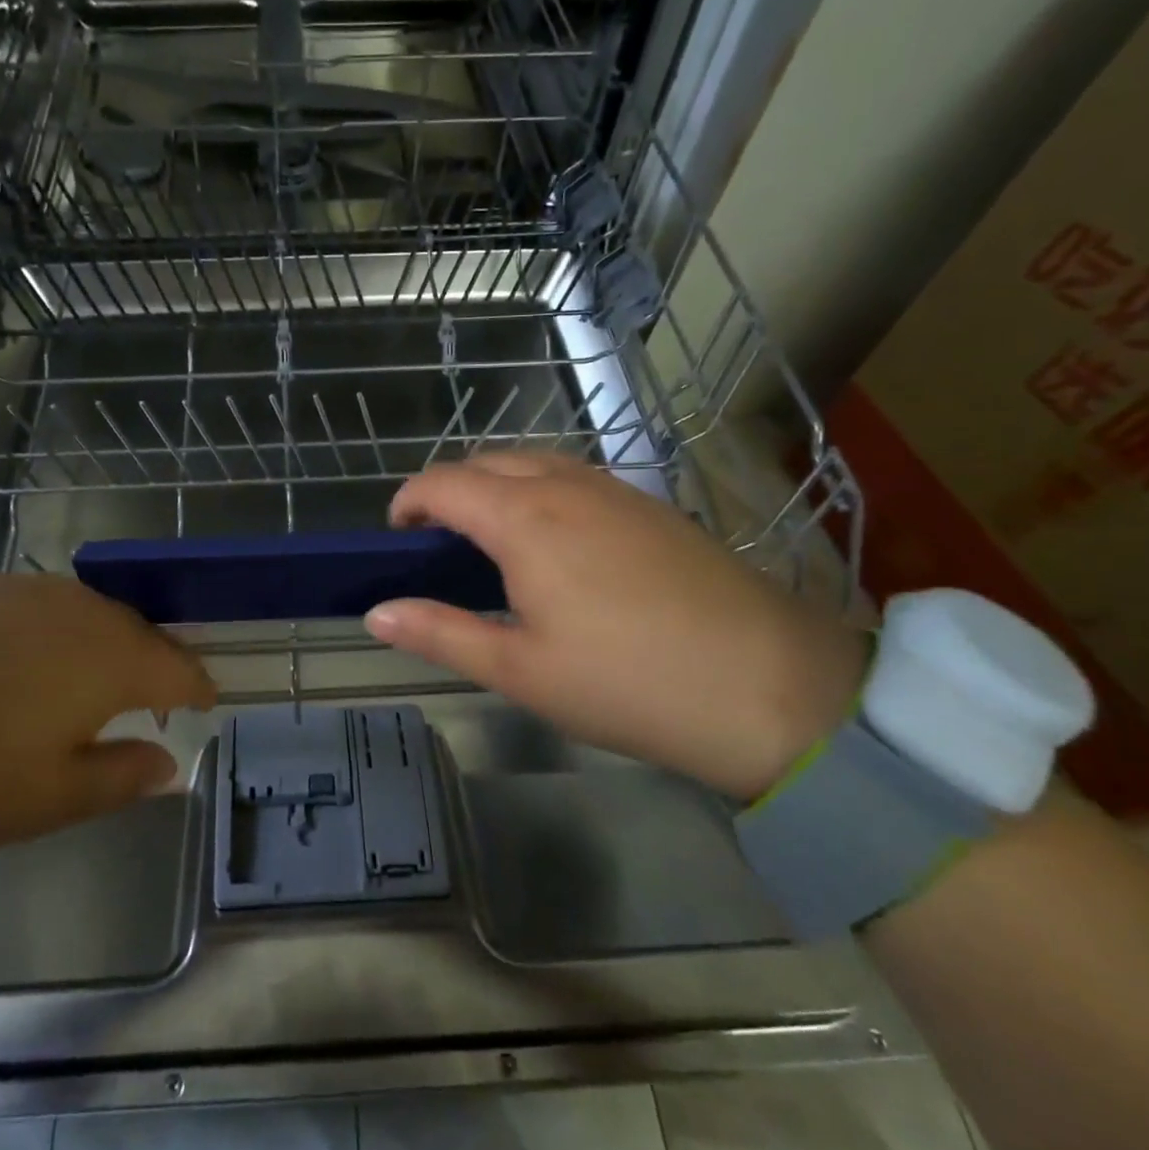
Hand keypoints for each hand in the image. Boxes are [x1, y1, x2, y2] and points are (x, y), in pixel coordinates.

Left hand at [0, 574, 214, 851]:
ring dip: (107, 648)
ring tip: (93, 685)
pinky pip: (46, 608)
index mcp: (111, 657)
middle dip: (156, 667)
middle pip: (141, 634)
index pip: (180, 668)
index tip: (206, 708)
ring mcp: (27, 588)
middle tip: (152, 705)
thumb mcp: (38, 799)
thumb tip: (170, 763)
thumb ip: (117, 778)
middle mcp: (82, 609)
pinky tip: (27, 661)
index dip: (198, 690)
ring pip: (94, 616)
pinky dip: (59, 635)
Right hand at [363, 453, 866, 799]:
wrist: (772, 687)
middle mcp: (566, 486)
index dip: (408, 502)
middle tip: (438, 545)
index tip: (395, 538)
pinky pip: (574, 477)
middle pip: (486, 462)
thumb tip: (376, 613)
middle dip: (448, 491)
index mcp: (524, 519)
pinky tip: (555, 544)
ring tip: (490, 541)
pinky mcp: (651, 506)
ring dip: (496, 486)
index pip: (443, 483)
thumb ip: (441, 633)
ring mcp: (615, 490)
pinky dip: (540, 491)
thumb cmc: (628, 683)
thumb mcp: (520, 670)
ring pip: (533, 463)